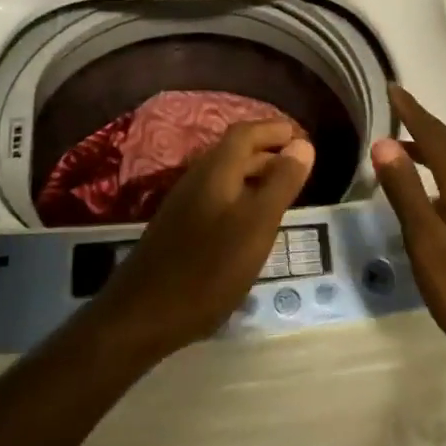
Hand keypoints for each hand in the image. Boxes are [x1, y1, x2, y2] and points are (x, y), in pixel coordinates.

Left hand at [94, 120, 313, 358]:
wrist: (142, 315)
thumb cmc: (208, 268)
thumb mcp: (256, 225)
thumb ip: (281, 183)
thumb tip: (302, 144)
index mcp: (216, 171)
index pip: (246, 132)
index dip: (275, 129)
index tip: (303, 138)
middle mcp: (198, 179)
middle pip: (236, 152)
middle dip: (269, 152)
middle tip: (301, 165)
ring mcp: (185, 205)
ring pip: (226, 177)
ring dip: (256, 176)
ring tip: (284, 192)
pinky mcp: (180, 229)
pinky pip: (218, 199)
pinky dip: (242, 198)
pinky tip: (253, 224)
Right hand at [372, 85, 445, 374]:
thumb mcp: (428, 244)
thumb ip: (406, 193)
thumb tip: (385, 143)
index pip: (436, 137)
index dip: (413, 112)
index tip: (393, 89)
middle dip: (424, 123)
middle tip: (398, 106)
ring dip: (434, 147)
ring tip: (406, 145)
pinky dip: (443, 171)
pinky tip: (430, 192)